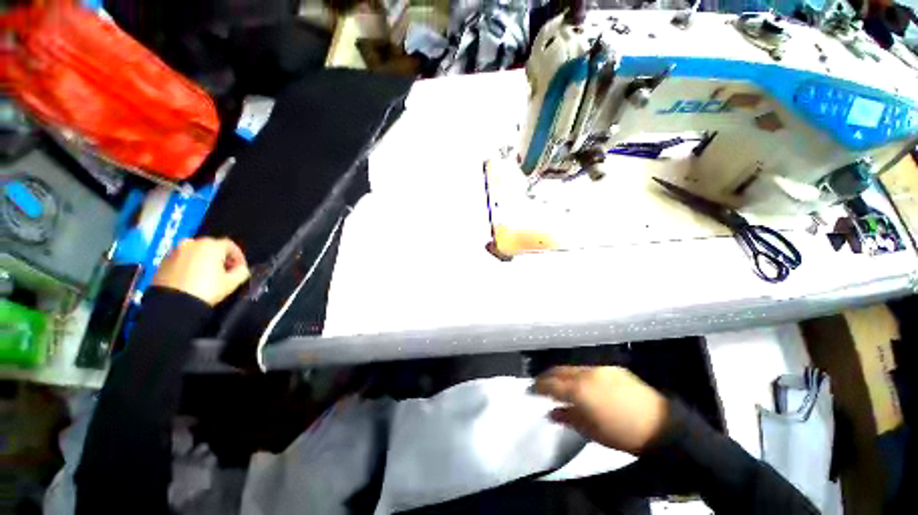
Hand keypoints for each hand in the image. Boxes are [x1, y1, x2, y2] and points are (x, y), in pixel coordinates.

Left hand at [152, 237, 249, 305]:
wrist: (172, 304)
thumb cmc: (206, 289)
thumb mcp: (233, 282)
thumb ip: (242, 271)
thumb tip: (241, 268)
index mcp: (210, 245)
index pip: (231, 245)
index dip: (239, 257)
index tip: (241, 268)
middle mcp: (191, 243)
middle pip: (211, 247)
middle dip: (220, 258)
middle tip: (225, 272)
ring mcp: (175, 251)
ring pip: (196, 253)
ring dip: (204, 261)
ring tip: (208, 276)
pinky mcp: (163, 262)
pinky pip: (182, 260)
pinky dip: (190, 266)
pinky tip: (193, 279)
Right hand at [532, 366, 668, 454]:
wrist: (660, 424)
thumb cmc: (622, 434)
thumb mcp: (592, 431)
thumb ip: (568, 418)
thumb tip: (552, 412)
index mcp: (578, 390)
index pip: (551, 384)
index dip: (539, 386)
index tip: (531, 389)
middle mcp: (585, 374)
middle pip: (559, 370)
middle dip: (548, 376)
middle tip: (542, 384)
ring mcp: (599, 368)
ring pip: (574, 368)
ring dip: (564, 374)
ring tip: (561, 384)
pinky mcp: (612, 368)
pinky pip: (589, 369)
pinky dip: (580, 374)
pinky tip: (584, 383)